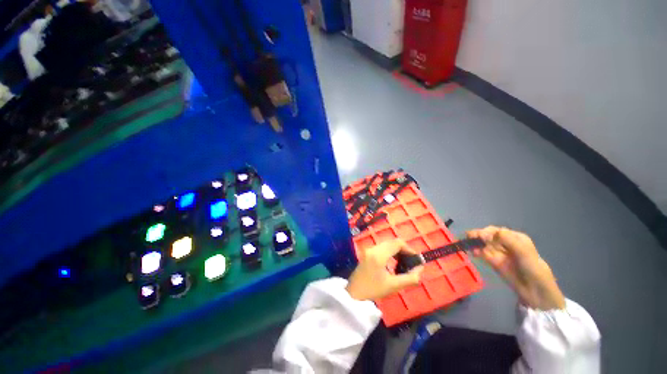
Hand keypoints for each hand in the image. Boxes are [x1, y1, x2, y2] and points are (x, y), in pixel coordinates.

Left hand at [346, 240, 423, 300]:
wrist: (354, 293)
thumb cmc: (373, 290)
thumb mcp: (394, 286)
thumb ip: (410, 278)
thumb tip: (420, 268)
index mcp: (379, 255)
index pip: (397, 243)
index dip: (409, 249)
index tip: (415, 259)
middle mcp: (373, 248)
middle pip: (392, 242)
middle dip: (403, 250)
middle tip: (410, 262)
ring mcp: (369, 249)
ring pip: (387, 244)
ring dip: (396, 250)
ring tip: (403, 263)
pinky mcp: (367, 252)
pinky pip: (381, 247)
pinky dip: (390, 252)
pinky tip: (393, 263)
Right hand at [467, 226, 565, 309]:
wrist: (534, 291)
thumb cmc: (534, 269)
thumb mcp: (524, 253)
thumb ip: (509, 241)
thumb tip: (493, 231)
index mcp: (515, 238)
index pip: (498, 231)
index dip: (488, 232)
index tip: (481, 236)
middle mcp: (505, 243)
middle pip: (489, 235)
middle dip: (479, 235)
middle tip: (469, 236)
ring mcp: (498, 252)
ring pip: (483, 244)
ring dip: (475, 243)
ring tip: (468, 244)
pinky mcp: (493, 261)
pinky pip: (482, 253)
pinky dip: (476, 251)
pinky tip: (472, 252)